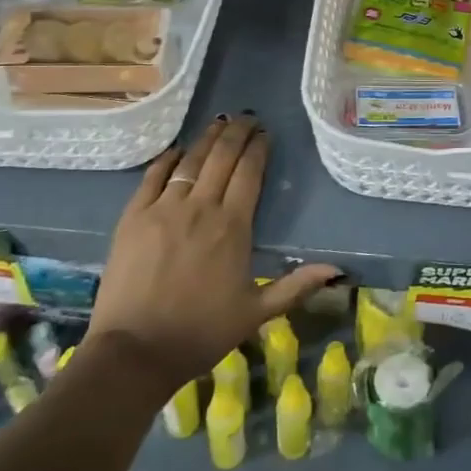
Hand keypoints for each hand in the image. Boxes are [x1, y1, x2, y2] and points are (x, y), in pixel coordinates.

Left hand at [89, 114, 340, 388]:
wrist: (134, 352)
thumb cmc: (201, 333)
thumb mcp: (256, 313)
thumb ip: (296, 286)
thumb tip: (337, 269)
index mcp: (233, 227)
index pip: (250, 173)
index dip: (258, 148)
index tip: (265, 133)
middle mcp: (200, 208)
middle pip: (222, 158)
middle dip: (237, 133)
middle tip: (247, 118)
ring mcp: (163, 209)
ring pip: (190, 161)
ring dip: (207, 138)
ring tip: (219, 122)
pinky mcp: (133, 218)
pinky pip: (152, 177)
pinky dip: (167, 158)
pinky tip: (177, 150)